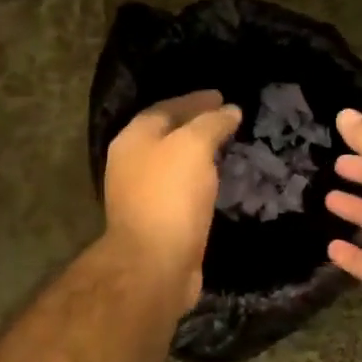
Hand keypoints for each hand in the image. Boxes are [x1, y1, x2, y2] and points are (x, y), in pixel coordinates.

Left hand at [102, 90, 241, 309]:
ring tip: (226, 147)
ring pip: (174, 164)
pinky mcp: (156, 221)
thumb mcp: (194, 146)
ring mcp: (141, 195)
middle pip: (167, 134)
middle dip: (196, 125)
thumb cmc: (170, 195)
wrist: (154, 264)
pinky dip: (198, 179)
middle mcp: (131, 163)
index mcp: (133, 139)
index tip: (222, 97)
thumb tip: (230, 110)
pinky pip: (180, 189)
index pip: (166, 108)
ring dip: (198, 154)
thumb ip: (211, 123)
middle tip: (226, 119)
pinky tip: (216, 180)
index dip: (195, 100)